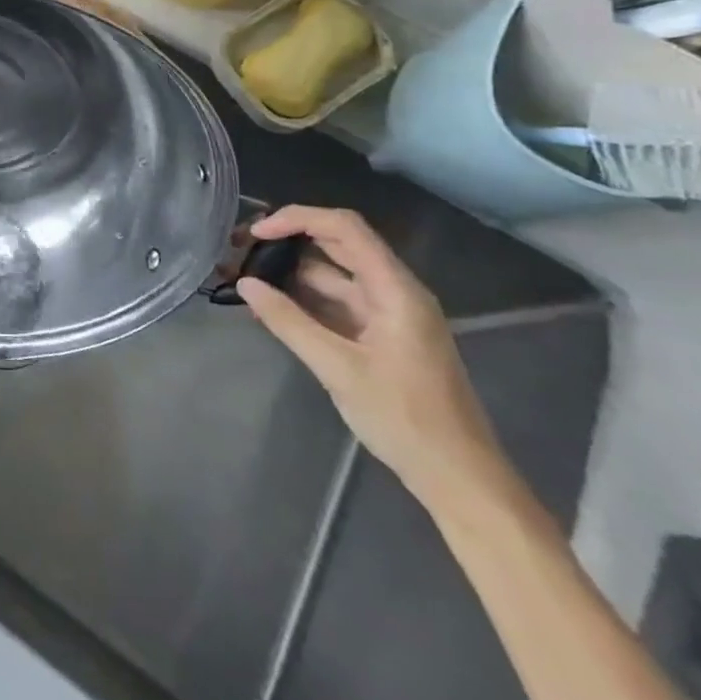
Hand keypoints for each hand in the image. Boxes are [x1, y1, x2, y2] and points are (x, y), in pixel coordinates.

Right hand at [236, 206, 506, 505]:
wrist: (460, 480)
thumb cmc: (406, 420)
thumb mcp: (338, 369)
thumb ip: (288, 322)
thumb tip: (244, 283)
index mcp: (396, 289)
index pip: (344, 227)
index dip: (296, 219)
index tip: (255, 233)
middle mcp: (393, 291)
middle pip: (336, 244)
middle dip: (287, 240)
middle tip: (240, 248)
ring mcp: (387, 314)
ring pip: (332, 275)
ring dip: (290, 272)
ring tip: (245, 277)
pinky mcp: (380, 336)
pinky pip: (336, 303)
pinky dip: (302, 300)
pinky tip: (270, 308)